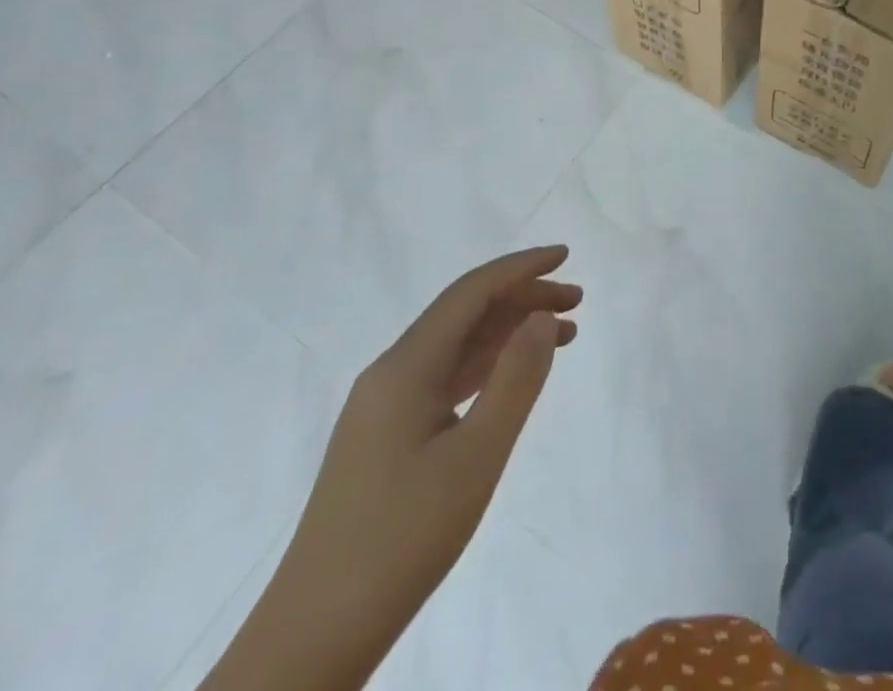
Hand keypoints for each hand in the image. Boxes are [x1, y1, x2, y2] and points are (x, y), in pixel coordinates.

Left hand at [203, 246, 579, 690]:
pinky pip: (446, 379)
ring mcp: (384, 407)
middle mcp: (391, 373)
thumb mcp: (476, 456)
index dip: (520, 268)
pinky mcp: (386, 437)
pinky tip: (513, 378)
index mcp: (406, 366)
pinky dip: (488, 367)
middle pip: (465, 314)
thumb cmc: (402, 539)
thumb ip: (515, 378)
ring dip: (509, 332)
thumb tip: (542, 315)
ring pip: (457, 347)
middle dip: (522, 298)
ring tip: (563, 334)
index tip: (565, 256)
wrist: (315, 636)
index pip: (471, 293)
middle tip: (578, 302)